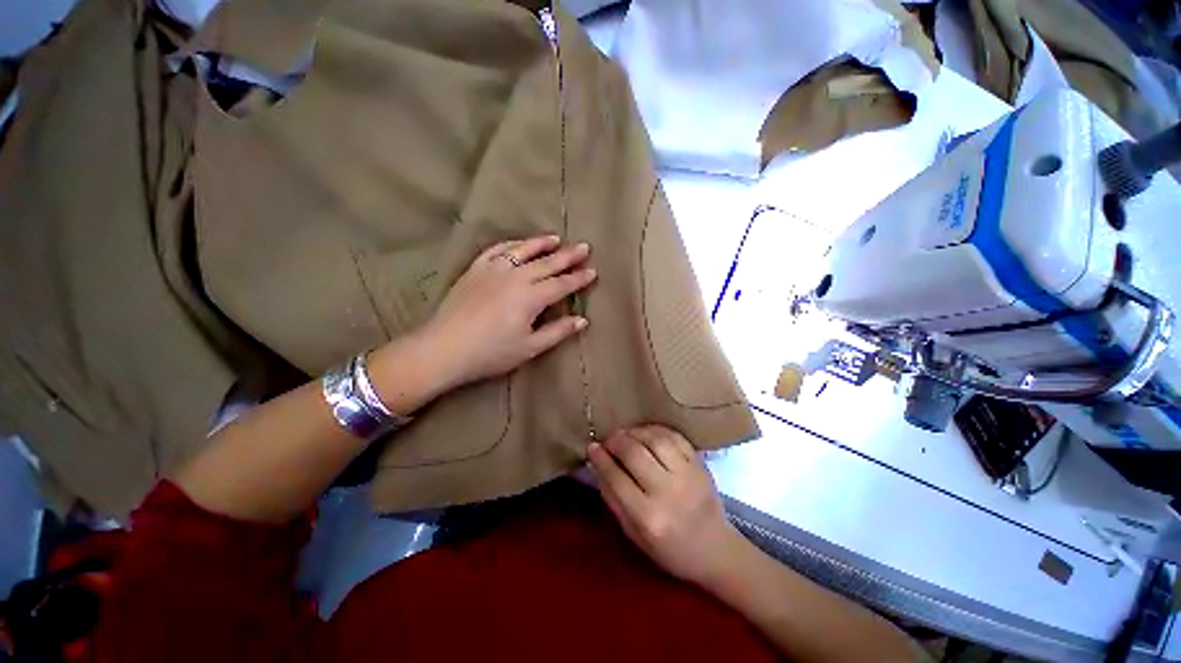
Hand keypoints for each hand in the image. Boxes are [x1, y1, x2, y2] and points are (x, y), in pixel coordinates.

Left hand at [416, 235, 596, 390]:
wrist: (444, 348)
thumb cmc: (491, 353)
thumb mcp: (530, 348)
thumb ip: (558, 331)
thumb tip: (582, 320)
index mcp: (531, 297)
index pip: (561, 284)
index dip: (578, 279)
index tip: (593, 271)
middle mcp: (515, 277)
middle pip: (547, 263)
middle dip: (568, 256)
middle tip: (584, 247)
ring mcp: (493, 270)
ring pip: (522, 250)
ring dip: (541, 243)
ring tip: (556, 238)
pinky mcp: (475, 269)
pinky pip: (496, 250)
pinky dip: (510, 245)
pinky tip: (517, 244)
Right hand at [587, 425, 747, 587]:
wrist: (715, 549)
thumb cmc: (669, 549)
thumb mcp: (633, 534)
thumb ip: (613, 498)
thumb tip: (596, 464)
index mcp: (648, 517)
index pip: (616, 477)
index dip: (600, 458)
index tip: (591, 446)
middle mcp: (668, 492)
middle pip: (634, 453)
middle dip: (615, 441)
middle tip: (608, 440)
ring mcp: (688, 475)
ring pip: (655, 439)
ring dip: (635, 432)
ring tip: (625, 435)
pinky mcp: (700, 464)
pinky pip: (674, 436)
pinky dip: (655, 430)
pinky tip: (646, 433)